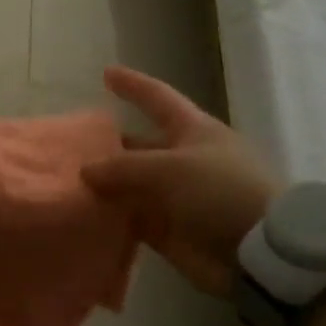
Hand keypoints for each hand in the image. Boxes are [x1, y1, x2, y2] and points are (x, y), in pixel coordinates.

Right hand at [80, 66, 278, 296]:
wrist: (260, 252)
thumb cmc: (221, 192)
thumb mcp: (170, 168)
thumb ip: (123, 167)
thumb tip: (85, 170)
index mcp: (192, 131)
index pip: (157, 98)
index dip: (133, 85)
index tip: (106, 72)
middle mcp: (182, 160)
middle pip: (137, 145)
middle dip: (107, 145)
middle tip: (68, 146)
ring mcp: (175, 197)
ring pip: (129, 185)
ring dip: (102, 184)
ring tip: (65, 181)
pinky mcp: (168, 231)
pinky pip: (131, 219)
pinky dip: (109, 217)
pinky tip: (80, 215)